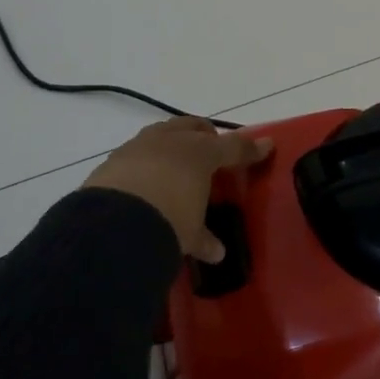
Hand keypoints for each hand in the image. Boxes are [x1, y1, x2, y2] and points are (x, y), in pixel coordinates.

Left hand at [84, 116, 274, 262]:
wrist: (115, 221)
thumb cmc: (169, 219)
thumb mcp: (191, 232)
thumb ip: (203, 237)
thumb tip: (217, 252)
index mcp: (199, 152)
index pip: (232, 146)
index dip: (250, 148)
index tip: (266, 146)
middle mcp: (170, 141)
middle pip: (192, 126)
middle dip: (204, 134)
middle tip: (210, 147)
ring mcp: (139, 146)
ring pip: (161, 134)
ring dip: (171, 144)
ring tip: (174, 161)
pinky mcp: (112, 159)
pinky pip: (135, 152)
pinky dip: (144, 162)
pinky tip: (143, 179)